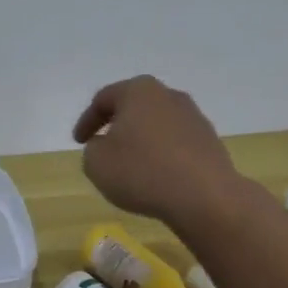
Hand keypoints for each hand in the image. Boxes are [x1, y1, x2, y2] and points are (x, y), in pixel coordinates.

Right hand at [72, 75, 245, 226]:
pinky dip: (161, 154)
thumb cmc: (142, 172)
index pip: (103, 99)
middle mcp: (168, 95)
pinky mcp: (209, 140)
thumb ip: (93, 149)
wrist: (204, 196)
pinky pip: (175, 143)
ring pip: (157, 124)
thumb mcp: (96, 163)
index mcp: (138, 91)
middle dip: (117, 125)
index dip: (86, 121)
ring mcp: (193, 117)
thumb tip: (107, 145)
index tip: (78, 142)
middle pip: (134, 106)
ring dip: (141, 140)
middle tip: (103, 146)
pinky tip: (156, 175)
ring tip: (131, 164)